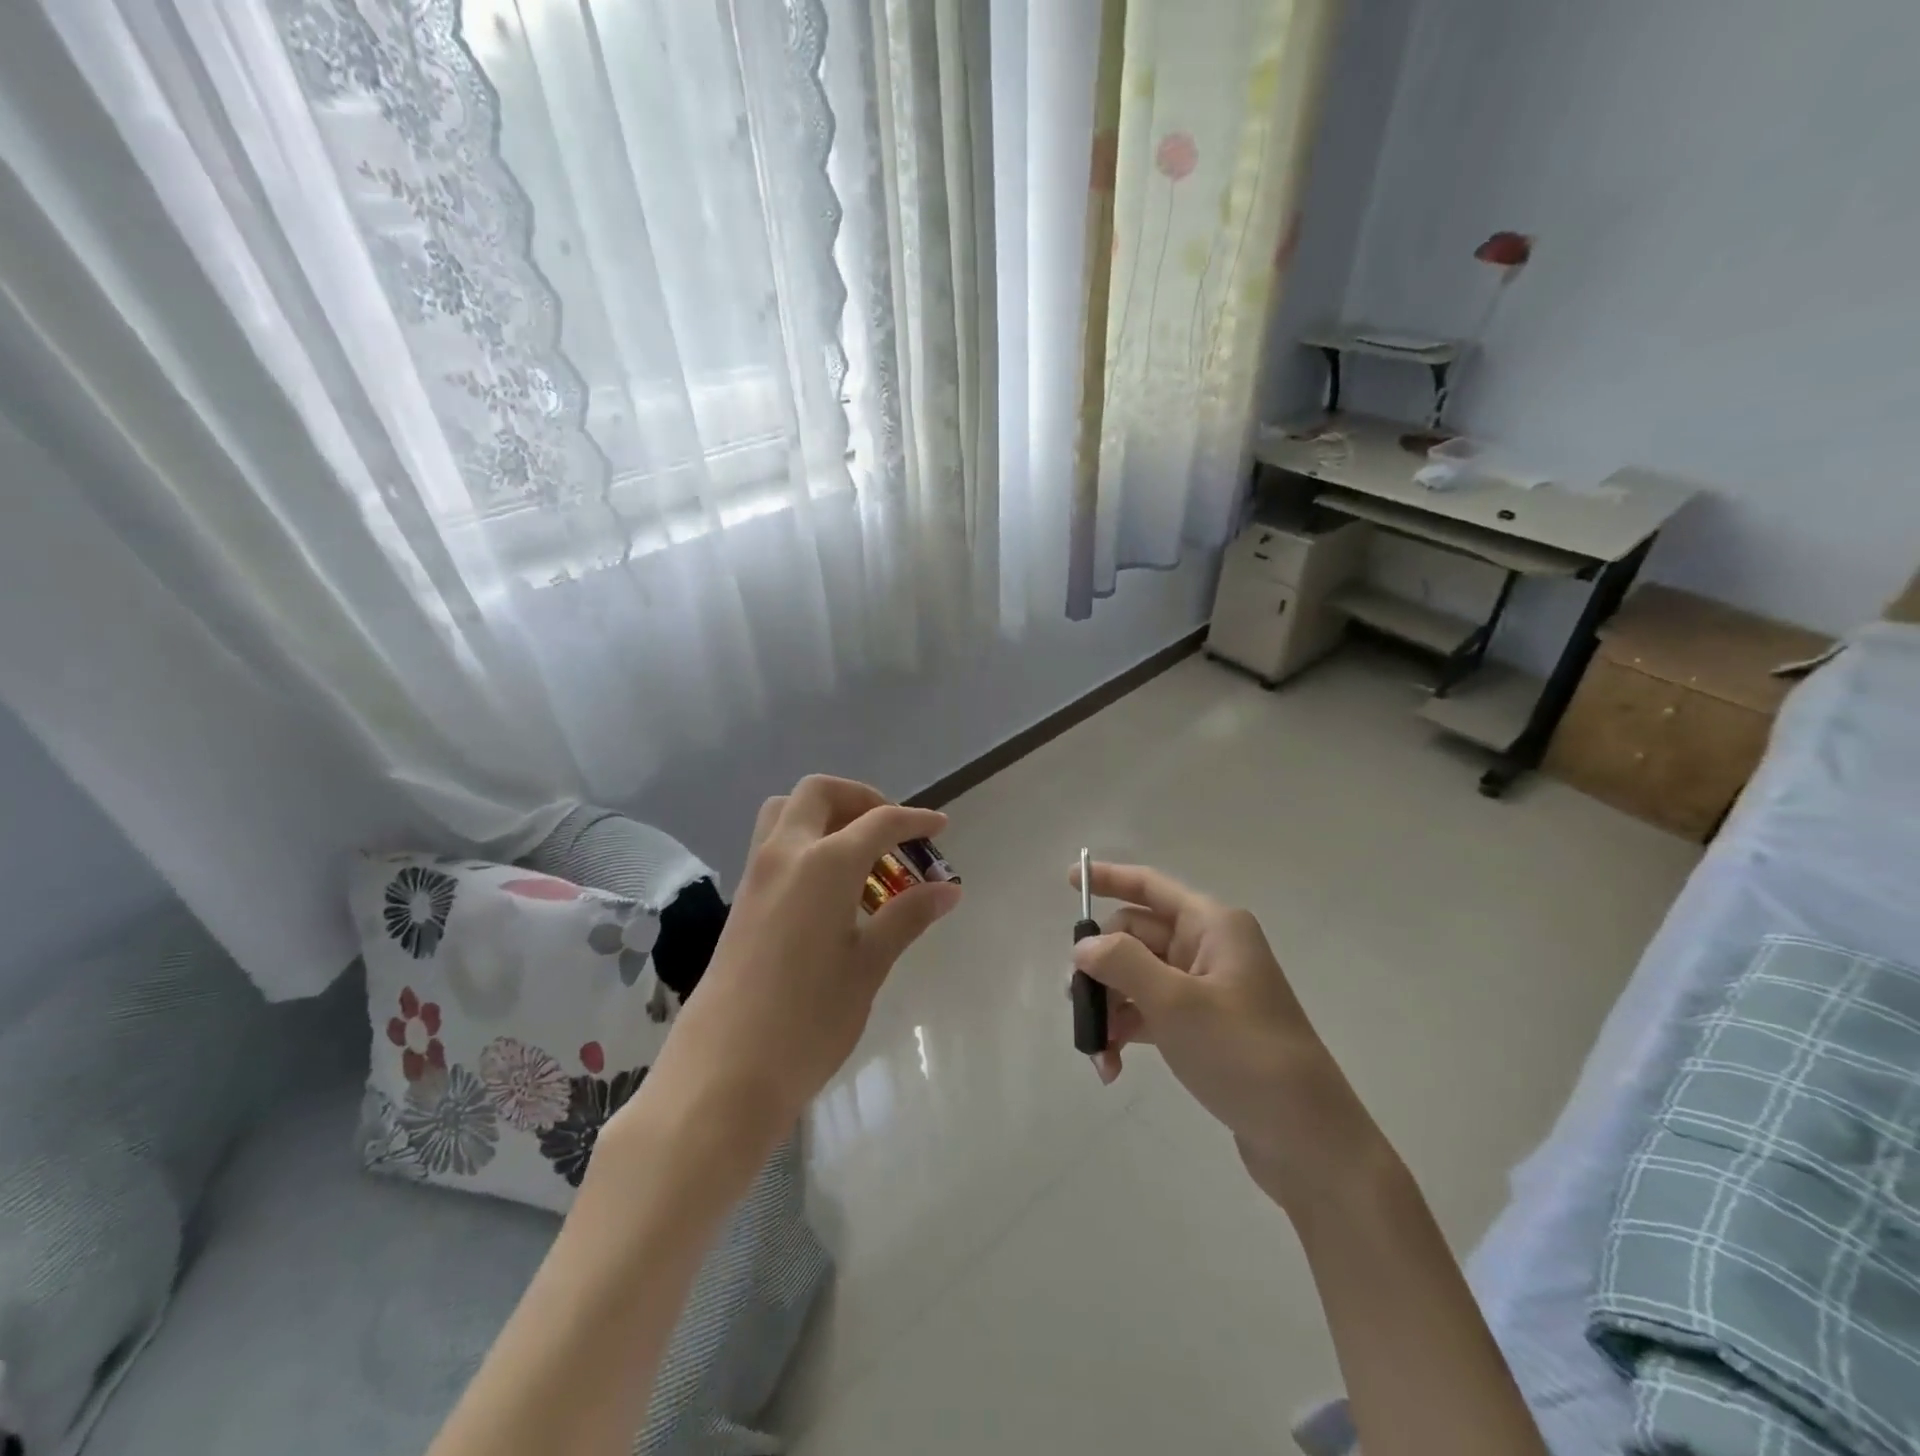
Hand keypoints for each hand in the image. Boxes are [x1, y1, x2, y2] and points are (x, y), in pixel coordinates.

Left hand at [638, 776, 960, 1155]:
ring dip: (827, 815)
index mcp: (823, 864)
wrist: (723, 1073)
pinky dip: (807, 842)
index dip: (915, 821)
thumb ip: (907, 917)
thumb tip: (948, 889)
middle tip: (892, 833)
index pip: (878, 822)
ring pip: (788, 812)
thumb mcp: (868, 966)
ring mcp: (755, 875)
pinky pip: (775, 845)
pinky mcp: (741, 899)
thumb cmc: (808, 1021)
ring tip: (861, 855)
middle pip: (820, 793)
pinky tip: (831, 890)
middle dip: (861, 799)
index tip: (940, 828)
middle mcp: (784, 854)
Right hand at [1069, 860, 1377, 1210]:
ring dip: (1110, 1009)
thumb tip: (1083, 946)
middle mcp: (1209, 948)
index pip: (1150, 886)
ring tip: (1097, 1051)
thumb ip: (1122, 963)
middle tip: (1076, 1003)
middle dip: (1101, 968)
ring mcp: (1206, 989)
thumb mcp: (1176, 1003)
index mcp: (1212, 925)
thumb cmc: (1243, 1054)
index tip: (1068, 879)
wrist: (1308, 1139)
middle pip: (1135, 937)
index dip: (1109, 879)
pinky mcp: (1203, 1028)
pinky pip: (1150, 1013)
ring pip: (1137, 979)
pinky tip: (1112, 1067)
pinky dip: (1128, 1032)